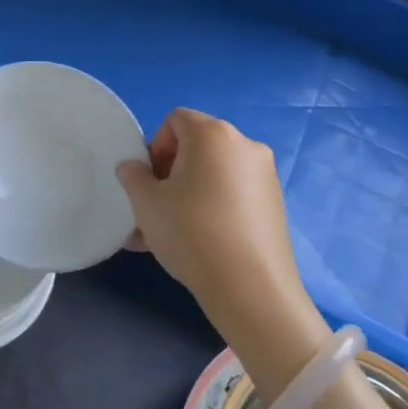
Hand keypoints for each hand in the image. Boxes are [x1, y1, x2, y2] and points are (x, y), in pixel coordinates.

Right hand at [116, 109, 328, 389]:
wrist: (250, 288)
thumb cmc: (191, 232)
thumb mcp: (146, 203)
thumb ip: (133, 176)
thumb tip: (133, 168)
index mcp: (213, 134)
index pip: (175, 120)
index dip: (155, 146)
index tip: (150, 182)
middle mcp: (244, 145)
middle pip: (196, 147)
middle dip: (170, 173)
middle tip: (155, 209)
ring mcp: (264, 175)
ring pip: (213, 175)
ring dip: (187, 195)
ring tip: (166, 236)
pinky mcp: (274, 205)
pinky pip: (232, 195)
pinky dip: (211, 208)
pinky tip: (195, 245)